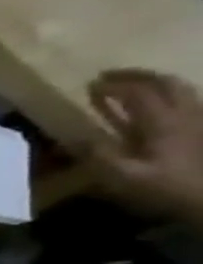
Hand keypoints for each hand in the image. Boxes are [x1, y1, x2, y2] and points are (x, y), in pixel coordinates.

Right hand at [87, 69, 202, 222]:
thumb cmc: (166, 187)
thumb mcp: (123, 176)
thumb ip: (98, 154)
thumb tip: (74, 137)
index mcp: (163, 122)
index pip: (138, 93)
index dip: (114, 86)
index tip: (90, 84)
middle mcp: (184, 114)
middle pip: (166, 83)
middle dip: (138, 75)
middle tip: (111, 76)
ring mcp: (198, 120)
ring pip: (181, 89)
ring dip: (154, 82)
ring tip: (131, 85)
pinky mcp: (201, 130)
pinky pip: (186, 103)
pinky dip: (167, 97)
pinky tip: (154, 106)